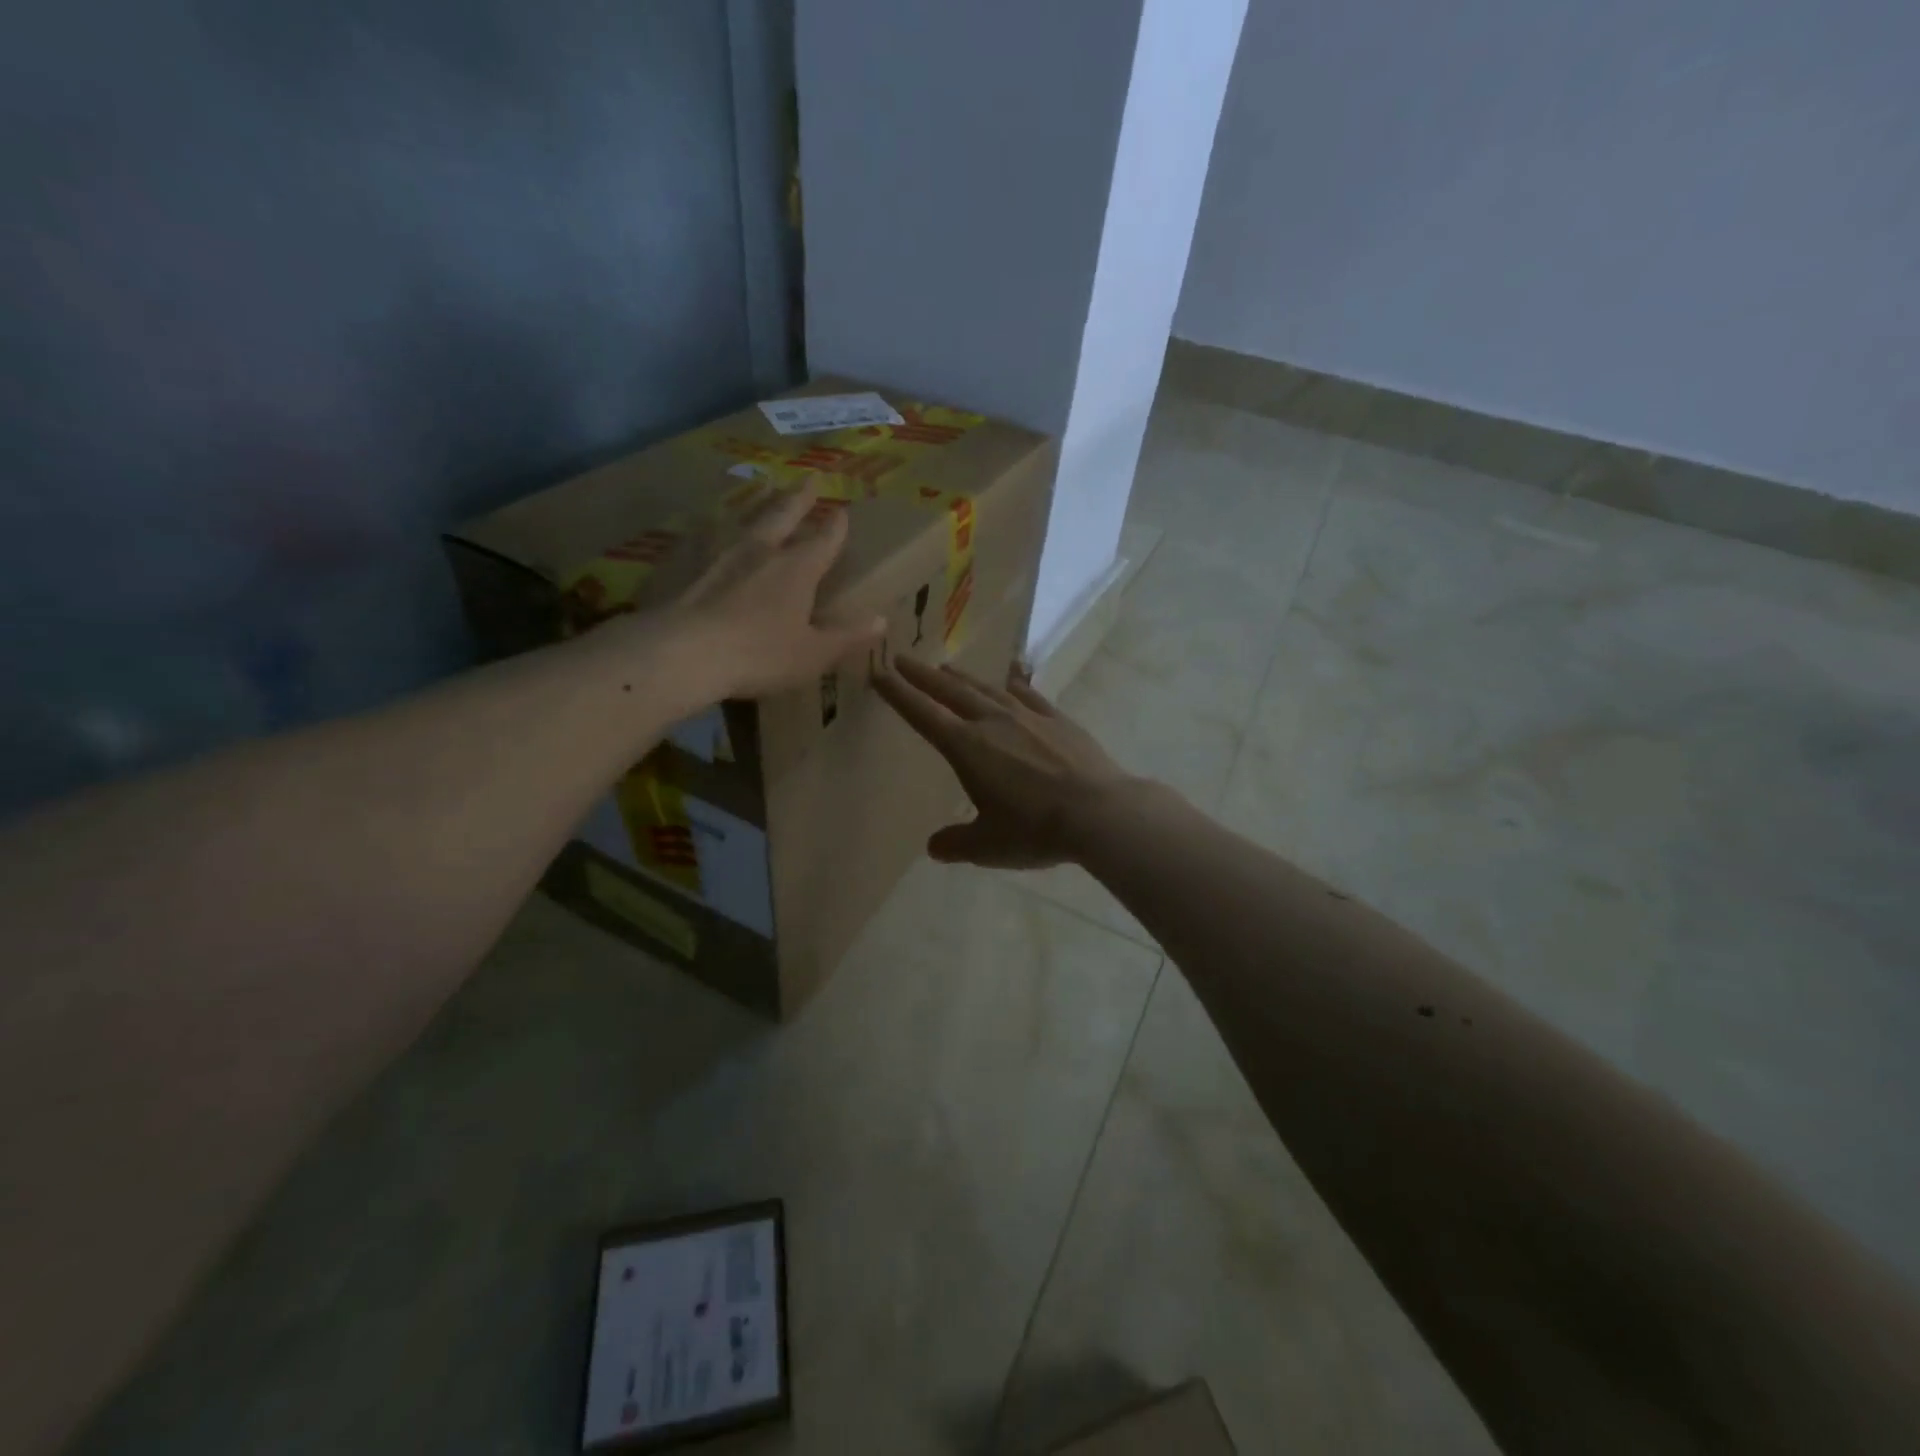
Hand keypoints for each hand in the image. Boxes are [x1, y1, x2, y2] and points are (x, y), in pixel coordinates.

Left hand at [669, 483, 885, 700]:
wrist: (683, 652)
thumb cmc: (759, 655)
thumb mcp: (813, 653)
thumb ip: (847, 636)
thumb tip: (882, 620)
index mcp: (797, 570)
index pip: (823, 541)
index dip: (835, 527)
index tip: (843, 511)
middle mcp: (761, 551)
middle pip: (783, 515)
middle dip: (799, 498)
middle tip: (808, 478)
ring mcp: (720, 554)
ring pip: (746, 519)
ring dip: (759, 502)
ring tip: (766, 486)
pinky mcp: (687, 565)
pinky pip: (705, 537)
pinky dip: (713, 528)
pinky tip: (706, 526)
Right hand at [875, 657, 1134, 867]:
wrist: (1099, 813)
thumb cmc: (1035, 830)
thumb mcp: (988, 846)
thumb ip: (956, 844)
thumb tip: (934, 847)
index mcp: (967, 748)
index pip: (923, 714)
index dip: (899, 694)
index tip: (879, 673)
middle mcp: (993, 722)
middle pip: (950, 691)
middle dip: (922, 675)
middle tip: (902, 659)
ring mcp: (1027, 716)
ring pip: (986, 688)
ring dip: (962, 677)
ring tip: (946, 668)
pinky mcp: (1057, 719)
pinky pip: (1026, 693)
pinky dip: (1011, 683)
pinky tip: (1008, 678)